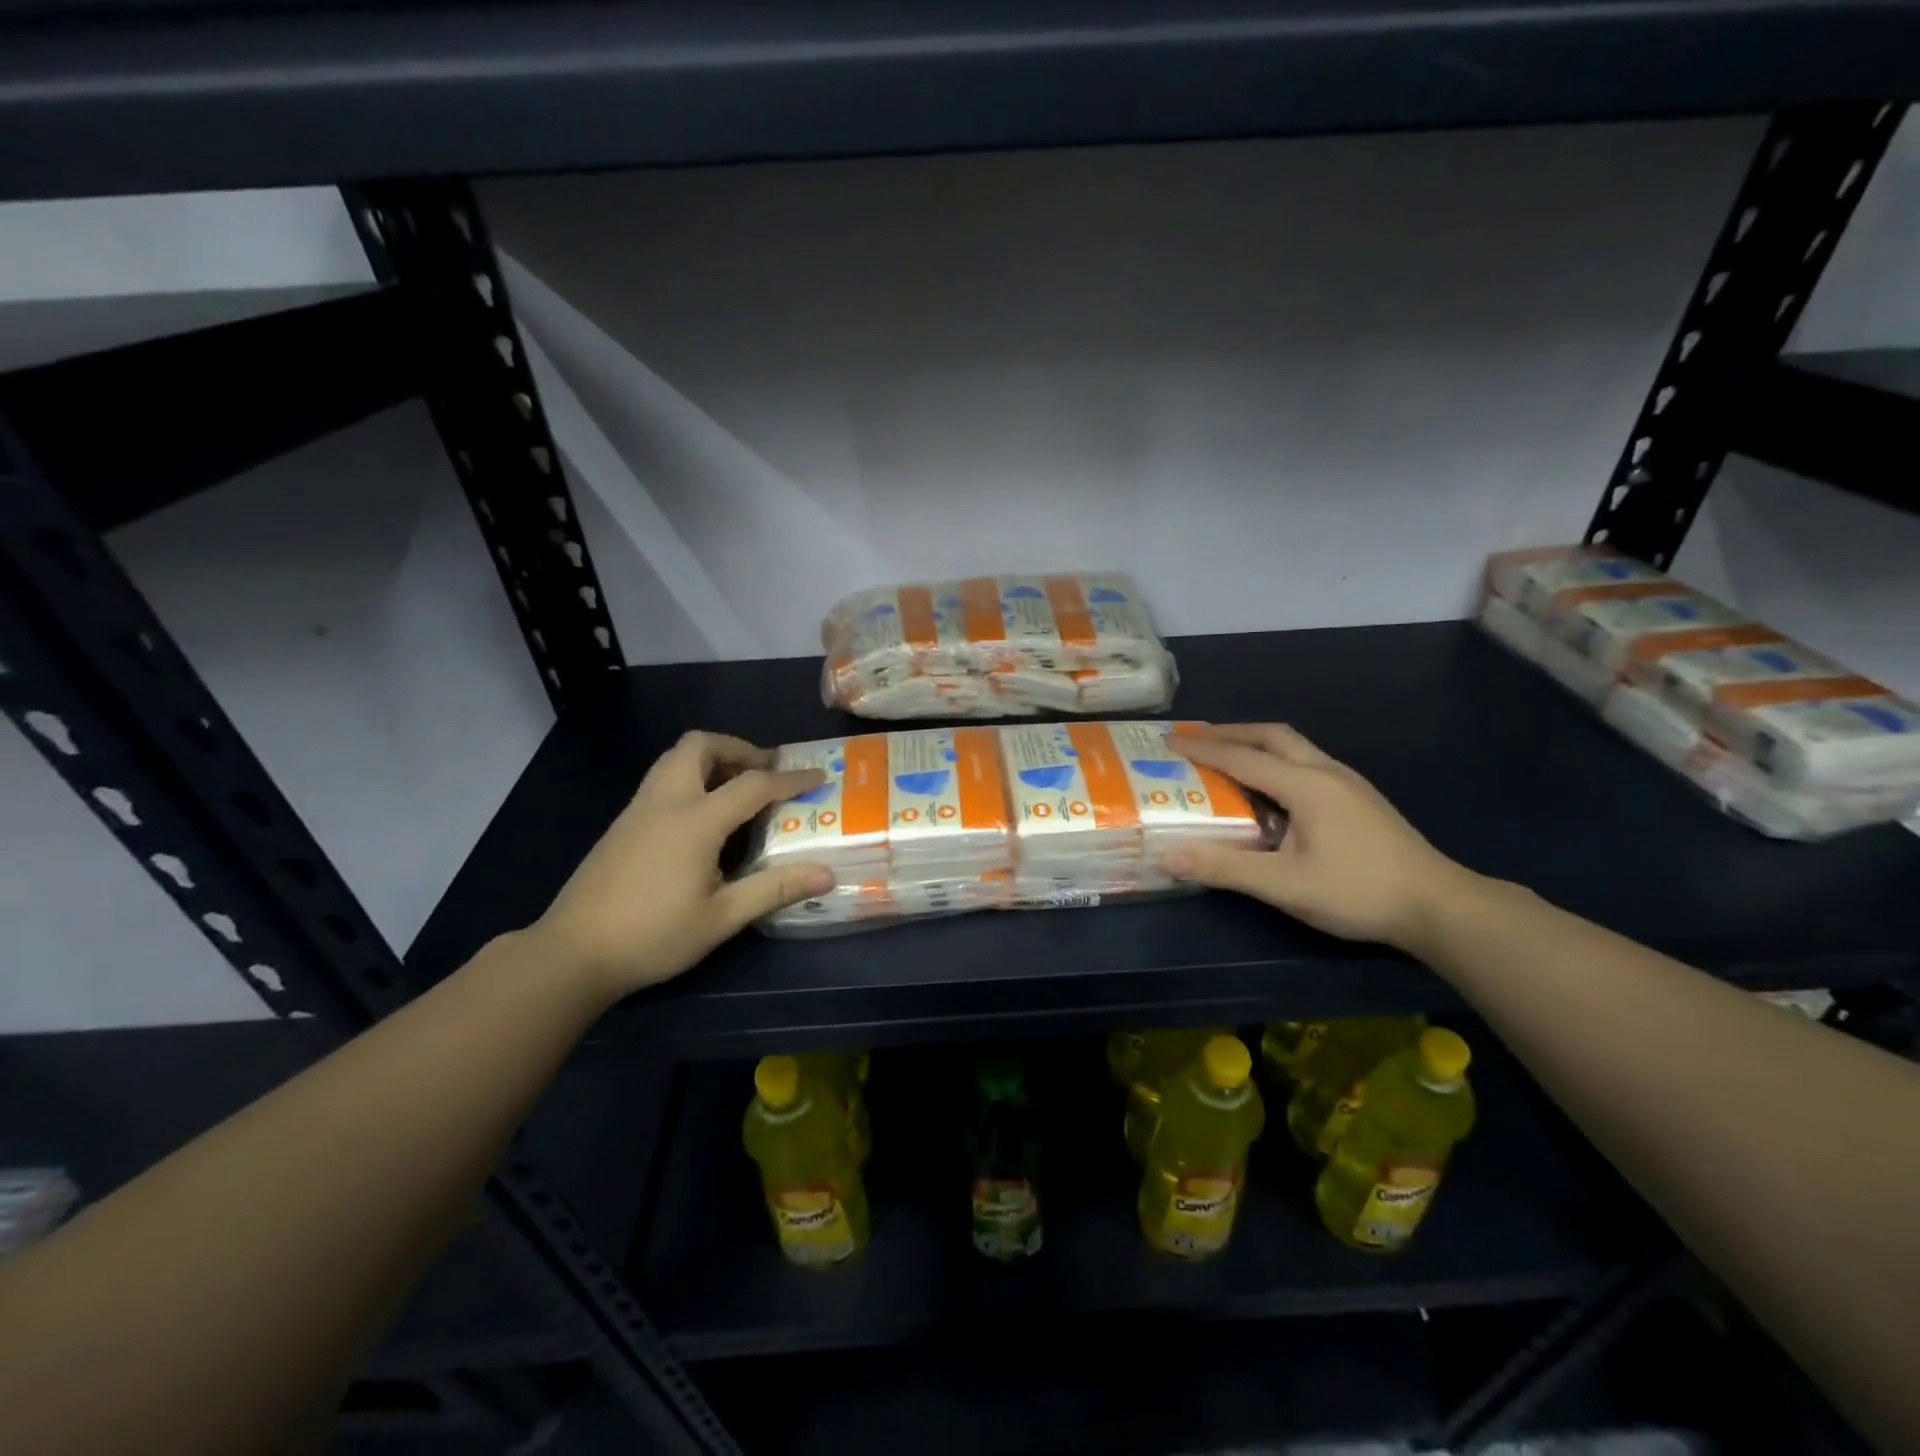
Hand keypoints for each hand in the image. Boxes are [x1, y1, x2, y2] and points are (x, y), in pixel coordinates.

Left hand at [532, 732, 831, 999]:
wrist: (572, 953)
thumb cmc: (653, 936)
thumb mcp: (721, 918)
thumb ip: (774, 889)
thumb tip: (827, 875)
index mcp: (695, 821)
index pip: (753, 784)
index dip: (791, 779)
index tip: (819, 776)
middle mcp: (666, 801)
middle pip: (701, 745)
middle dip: (739, 748)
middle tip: (765, 773)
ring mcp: (638, 809)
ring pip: (675, 758)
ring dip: (711, 759)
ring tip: (737, 788)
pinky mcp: (622, 824)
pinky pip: (662, 779)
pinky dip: (691, 778)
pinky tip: (702, 818)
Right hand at [1163, 723, 1474, 949]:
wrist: (1439, 906)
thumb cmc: (1358, 892)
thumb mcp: (1285, 885)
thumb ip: (1225, 868)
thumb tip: (1166, 856)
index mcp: (1306, 785)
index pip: (1242, 757)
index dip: (1202, 748)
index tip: (1167, 740)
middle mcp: (1326, 772)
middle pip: (1272, 735)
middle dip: (1231, 733)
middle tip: (1196, 741)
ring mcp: (1347, 783)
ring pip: (1293, 747)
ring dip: (1255, 745)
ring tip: (1226, 758)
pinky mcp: (1359, 799)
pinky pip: (1306, 763)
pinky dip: (1275, 762)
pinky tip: (1270, 791)